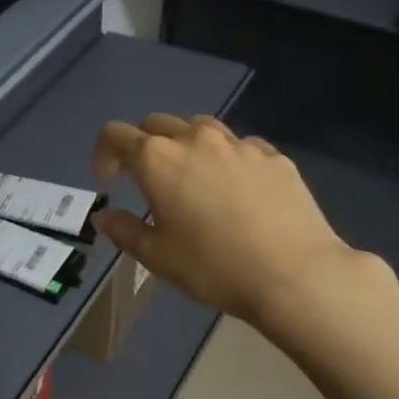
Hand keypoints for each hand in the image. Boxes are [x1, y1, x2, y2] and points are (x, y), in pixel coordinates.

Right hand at [90, 115, 374, 335]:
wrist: (294, 274)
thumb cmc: (214, 267)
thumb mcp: (158, 258)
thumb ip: (125, 231)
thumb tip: (105, 217)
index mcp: (158, 160)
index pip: (116, 134)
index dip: (103, 152)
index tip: (107, 179)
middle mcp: (196, 140)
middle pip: (157, 124)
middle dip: (143, 145)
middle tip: (145, 179)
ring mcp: (239, 144)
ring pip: (200, 127)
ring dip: (185, 144)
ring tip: (191, 177)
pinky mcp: (274, 155)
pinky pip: (239, 145)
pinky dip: (225, 158)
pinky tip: (234, 189)